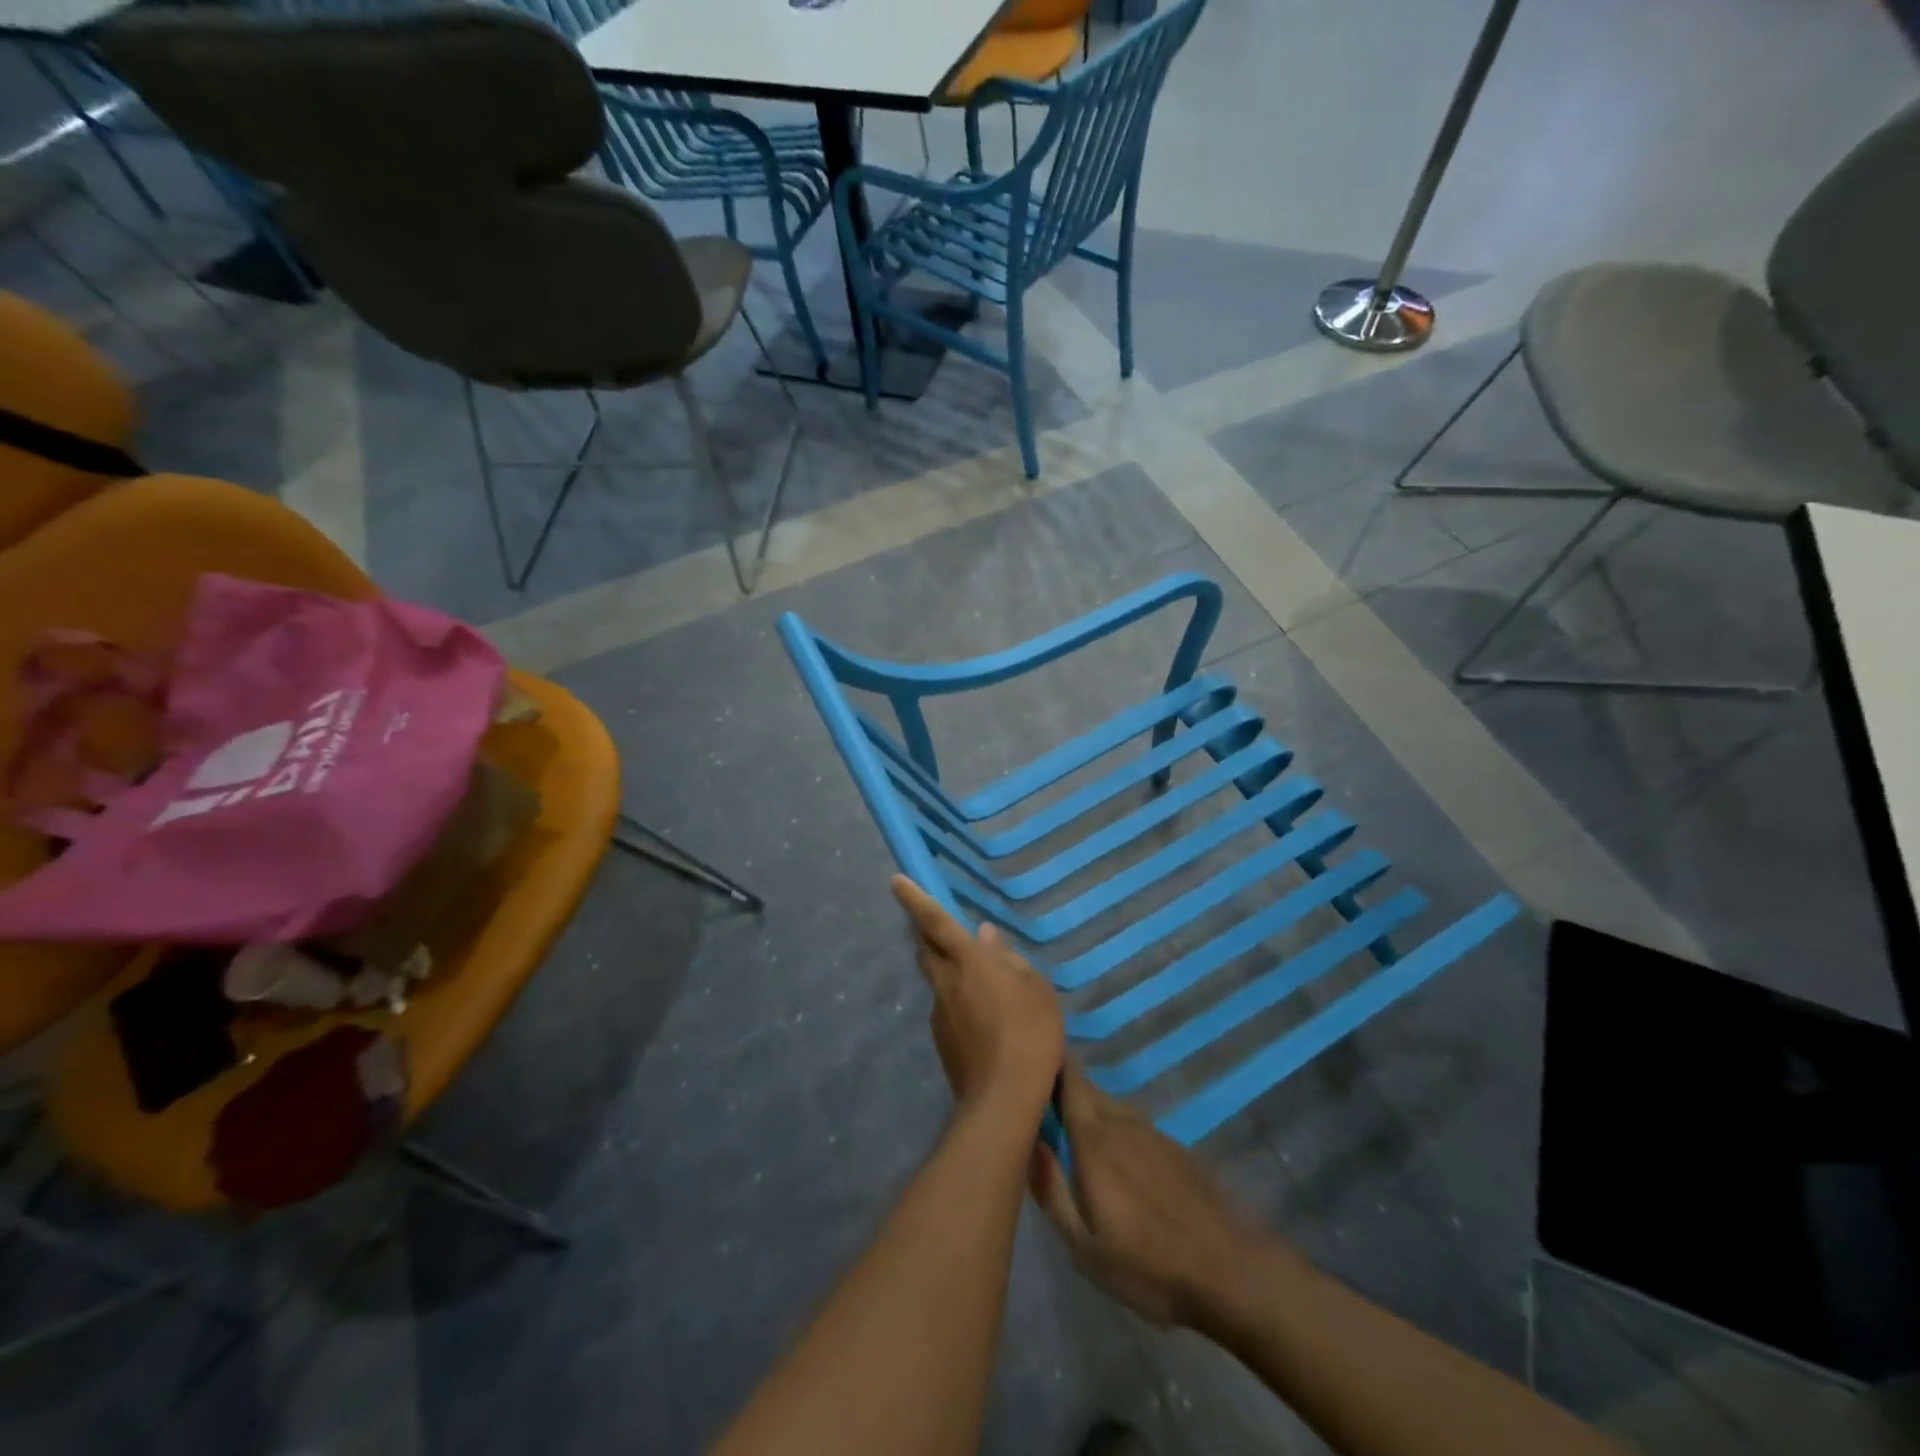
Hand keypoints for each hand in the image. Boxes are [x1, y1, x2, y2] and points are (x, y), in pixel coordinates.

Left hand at [891, 875, 1063, 1122]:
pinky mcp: (941, 1041)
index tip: (895, 880)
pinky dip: (958, 1002)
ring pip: (937, 980)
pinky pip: (947, 1008)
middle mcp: (946, 982)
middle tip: (943, 930)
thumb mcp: (1035, 988)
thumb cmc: (1029, 1032)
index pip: (936, 921)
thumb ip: (1009, 959)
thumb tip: (987, 937)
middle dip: (928, 934)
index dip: (914, 898)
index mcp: (968, 961)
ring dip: (949, 972)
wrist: (1004, 1098)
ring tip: (982, 985)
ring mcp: (939, 1013)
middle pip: (927, 949)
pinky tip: (984, 1020)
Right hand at [1031, 1062, 1276, 1327]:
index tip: (1030, 1059)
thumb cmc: (1148, 1265)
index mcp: (1094, 1142)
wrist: (1230, 1271)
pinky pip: (1134, 1125)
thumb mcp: (1084, 1247)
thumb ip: (1051, 1191)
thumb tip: (1029, 1144)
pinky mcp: (1175, 1148)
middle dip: (1065, 1088)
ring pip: (1112, 1107)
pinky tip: (1118, 1158)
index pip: (1069, 1083)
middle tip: (1042, 1102)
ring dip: (1091, 1109)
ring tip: (1074, 1130)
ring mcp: (1152, 1133)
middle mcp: (1121, 1123)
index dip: (1051, 1065)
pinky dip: (1117, 1128)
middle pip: (1088, 1090)